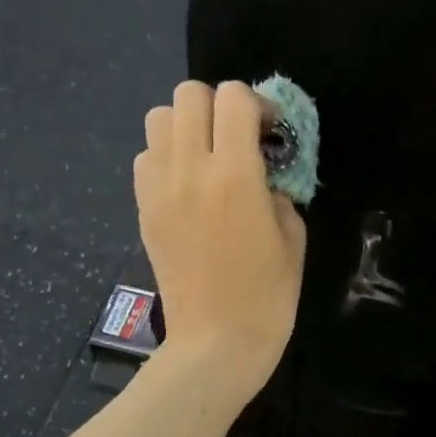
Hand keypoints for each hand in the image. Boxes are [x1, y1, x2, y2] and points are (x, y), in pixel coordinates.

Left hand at [135, 81, 307, 397]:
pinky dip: (165, 157)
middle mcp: (189, 169)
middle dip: (218, 105)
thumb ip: (277, 190)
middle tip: (237, 138)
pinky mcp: (142, 208)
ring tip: (206, 157)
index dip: (257, 104)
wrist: (215, 343)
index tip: (269, 133)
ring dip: (186, 126)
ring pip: (158, 117)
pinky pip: (145, 157)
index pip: (233, 96)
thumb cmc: (266, 296)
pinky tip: (186, 186)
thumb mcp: (293, 236)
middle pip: (188, 93)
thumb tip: (261, 174)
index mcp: (235, 173)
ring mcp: (159, 188)